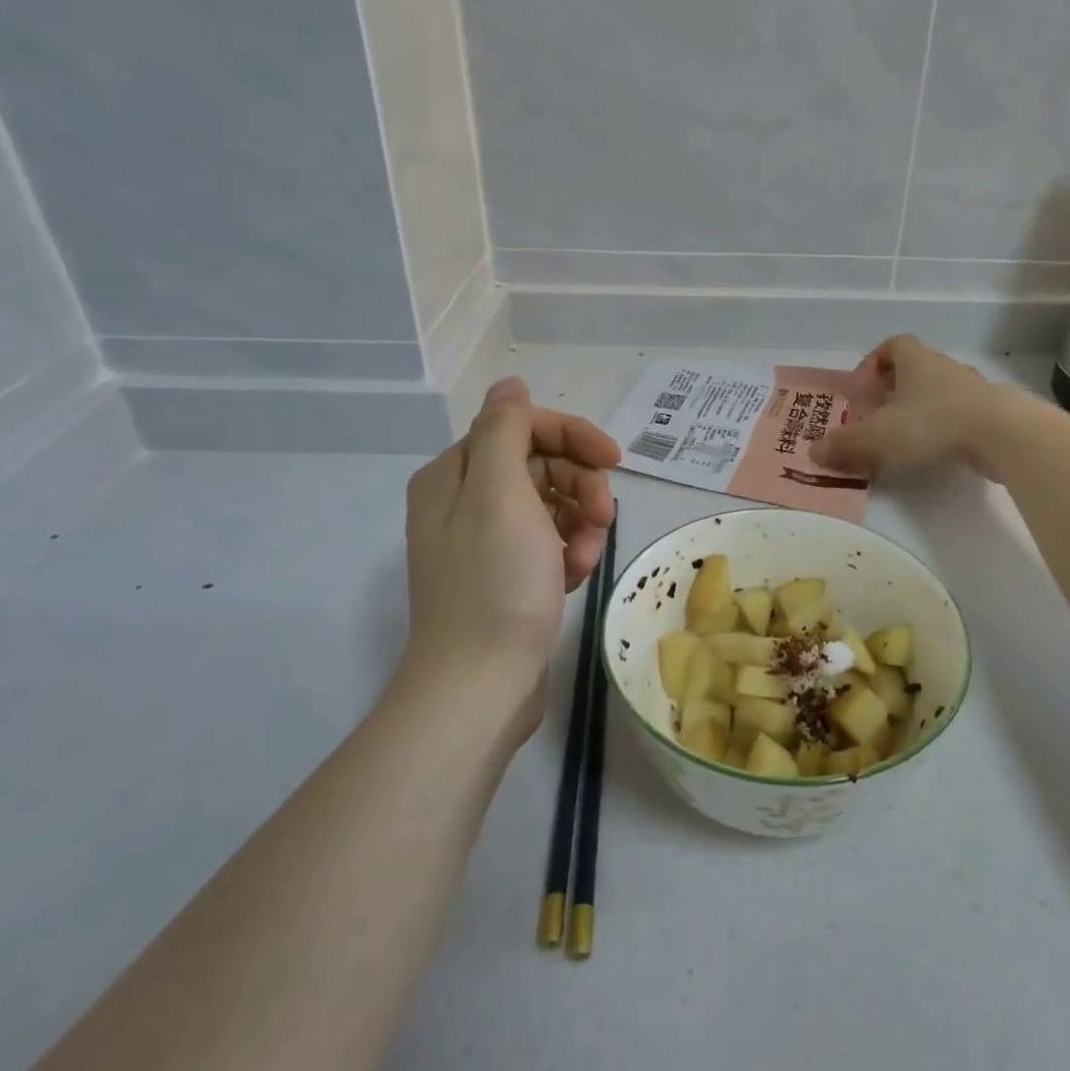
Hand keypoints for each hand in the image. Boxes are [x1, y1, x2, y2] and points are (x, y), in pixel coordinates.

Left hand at [399, 378, 620, 725]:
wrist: (480, 686)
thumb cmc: (494, 583)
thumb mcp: (498, 492)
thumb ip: (505, 429)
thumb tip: (510, 384)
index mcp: (455, 475)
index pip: (522, 427)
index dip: (572, 436)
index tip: (614, 460)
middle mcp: (464, 501)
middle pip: (540, 465)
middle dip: (580, 486)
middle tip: (605, 518)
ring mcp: (486, 542)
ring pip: (552, 505)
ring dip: (581, 524)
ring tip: (586, 558)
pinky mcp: (507, 576)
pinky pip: (549, 542)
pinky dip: (569, 552)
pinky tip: (575, 576)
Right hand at [813, 335, 1015, 477]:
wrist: (1003, 434)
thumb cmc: (933, 423)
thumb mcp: (879, 436)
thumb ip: (845, 444)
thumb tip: (813, 452)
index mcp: (916, 361)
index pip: (894, 345)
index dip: (875, 361)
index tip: (865, 387)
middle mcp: (945, 368)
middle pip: (916, 370)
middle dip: (895, 391)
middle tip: (879, 418)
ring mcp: (973, 390)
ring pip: (940, 393)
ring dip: (922, 410)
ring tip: (906, 439)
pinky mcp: (993, 414)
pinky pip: (961, 415)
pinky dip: (946, 428)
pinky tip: (938, 452)